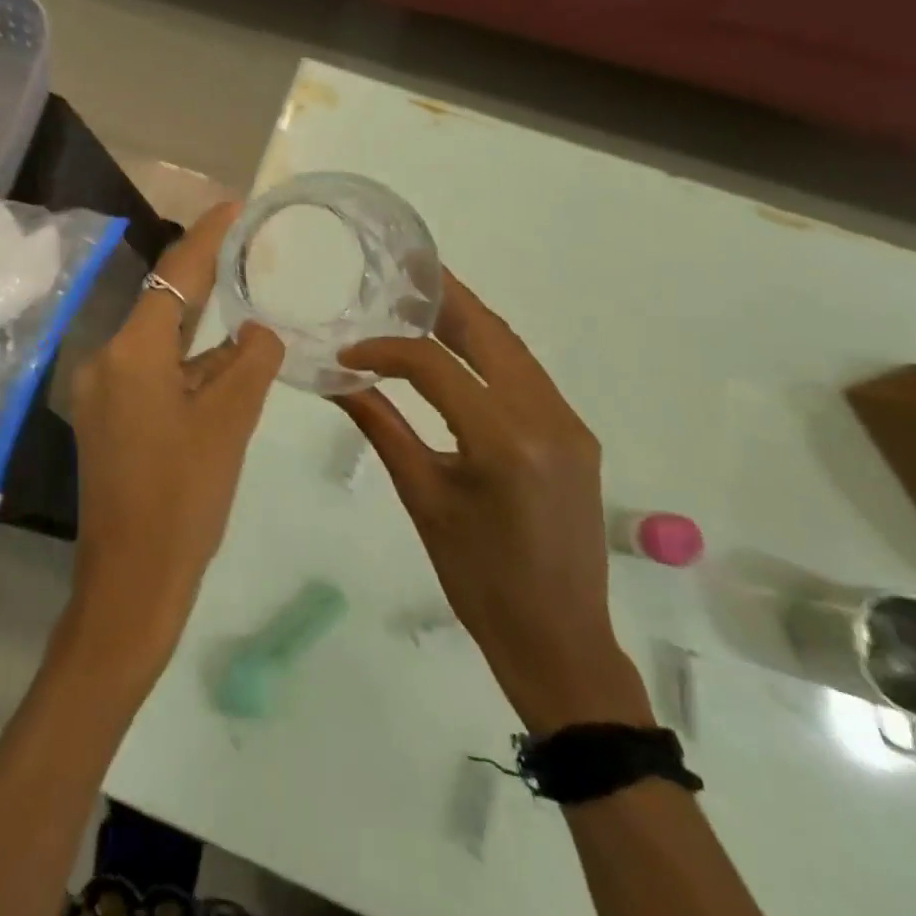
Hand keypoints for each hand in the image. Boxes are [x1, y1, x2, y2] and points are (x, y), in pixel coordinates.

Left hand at [63, 203, 284, 680]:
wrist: (132, 584)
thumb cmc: (184, 499)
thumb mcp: (230, 423)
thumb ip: (250, 362)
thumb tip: (258, 329)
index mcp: (131, 354)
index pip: (174, 277)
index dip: (206, 236)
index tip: (234, 205)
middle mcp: (106, 361)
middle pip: (164, 306)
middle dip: (205, 278)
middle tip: (247, 249)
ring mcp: (103, 393)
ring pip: (161, 344)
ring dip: (202, 333)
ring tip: (249, 309)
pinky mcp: (108, 420)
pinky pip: (153, 374)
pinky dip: (188, 367)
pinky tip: (225, 368)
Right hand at [336, 271, 649, 732]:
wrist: (559, 639)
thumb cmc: (478, 579)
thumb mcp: (423, 499)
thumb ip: (382, 428)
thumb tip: (339, 380)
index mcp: (502, 440)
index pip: (436, 366)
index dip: (386, 349)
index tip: (349, 351)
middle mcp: (546, 417)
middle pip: (490, 334)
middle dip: (444, 299)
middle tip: (403, 275)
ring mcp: (569, 423)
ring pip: (514, 349)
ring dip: (469, 322)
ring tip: (423, 304)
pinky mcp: (576, 434)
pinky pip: (528, 376)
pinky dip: (490, 353)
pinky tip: (458, 353)